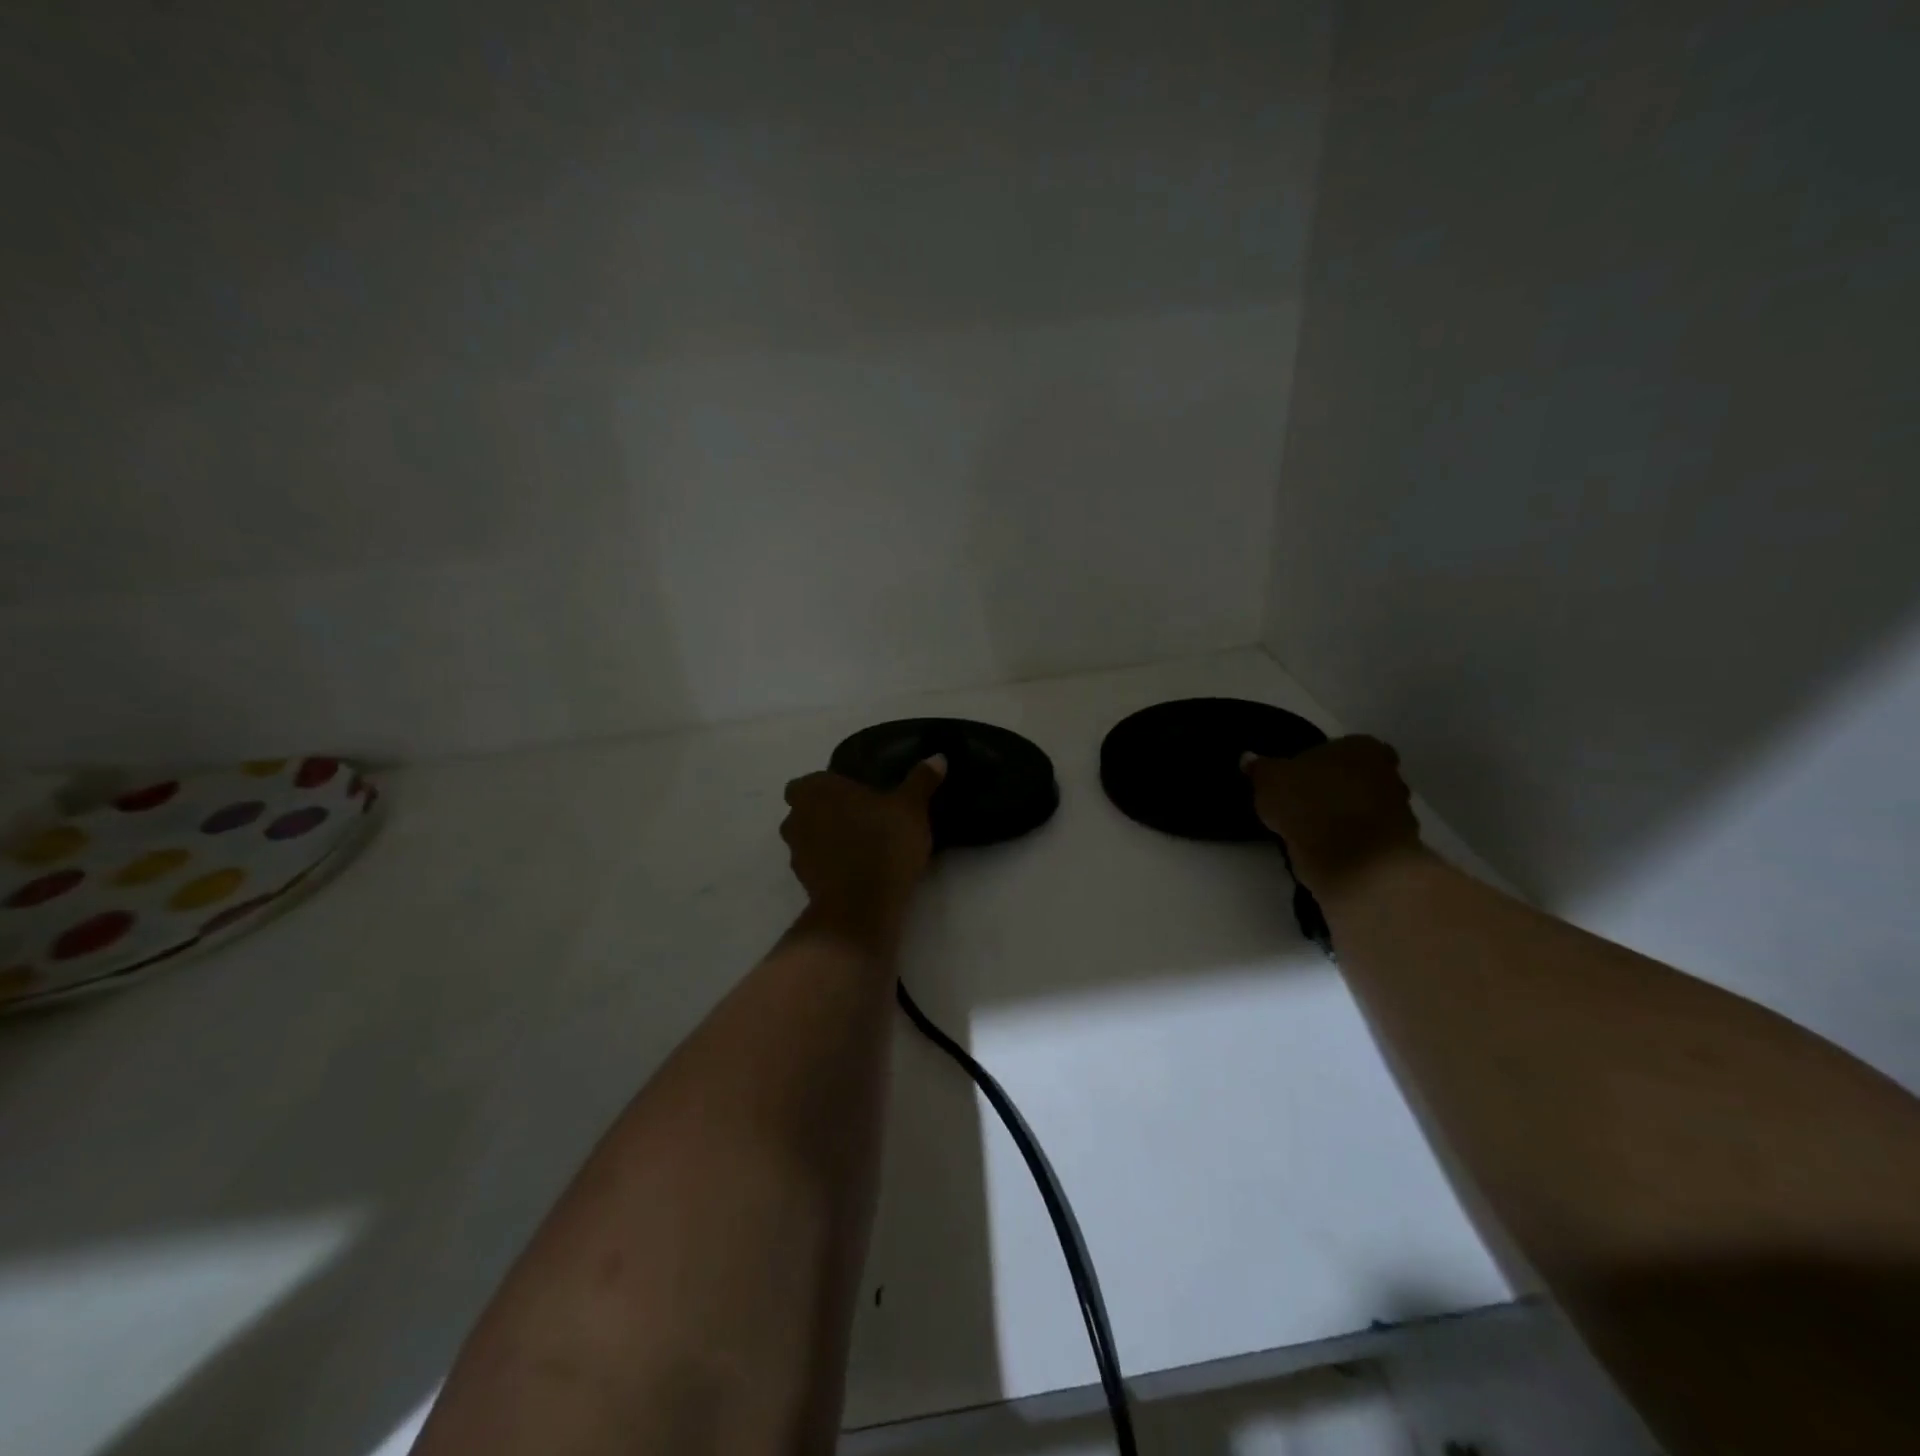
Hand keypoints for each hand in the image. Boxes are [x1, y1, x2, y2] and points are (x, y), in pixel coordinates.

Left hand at [780, 757, 945, 935]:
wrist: (861, 907)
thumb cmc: (882, 844)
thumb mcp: (911, 808)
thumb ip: (921, 780)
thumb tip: (938, 757)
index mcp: (815, 790)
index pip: (810, 781)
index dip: (829, 787)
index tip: (855, 794)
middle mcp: (796, 817)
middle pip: (805, 809)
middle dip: (826, 812)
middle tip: (862, 817)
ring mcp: (796, 852)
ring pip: (808, 838)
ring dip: (827, 839)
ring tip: (863, 845)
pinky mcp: (803, 882)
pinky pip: (817, 865)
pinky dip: (831, 865)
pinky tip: (859, 870)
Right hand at [1243, 736, 1424, 900]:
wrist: (1352, 859)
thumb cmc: (1310, 804)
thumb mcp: (1269, 780)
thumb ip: (1260, 768)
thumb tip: (1248, 758)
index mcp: (1362, 747)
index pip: (1344, 747)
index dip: (1322, 763)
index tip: (1301, 779)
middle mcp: (1389, 774)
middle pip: (1359, 777)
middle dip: (1338, 788)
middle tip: (1306, 803)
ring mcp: (1399, 812)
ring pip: (1365, 808)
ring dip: (1345, 817)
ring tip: (1312, 832)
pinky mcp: (1397, 847)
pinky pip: (1367, 838)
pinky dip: (1351, 843)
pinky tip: (1326, 851)